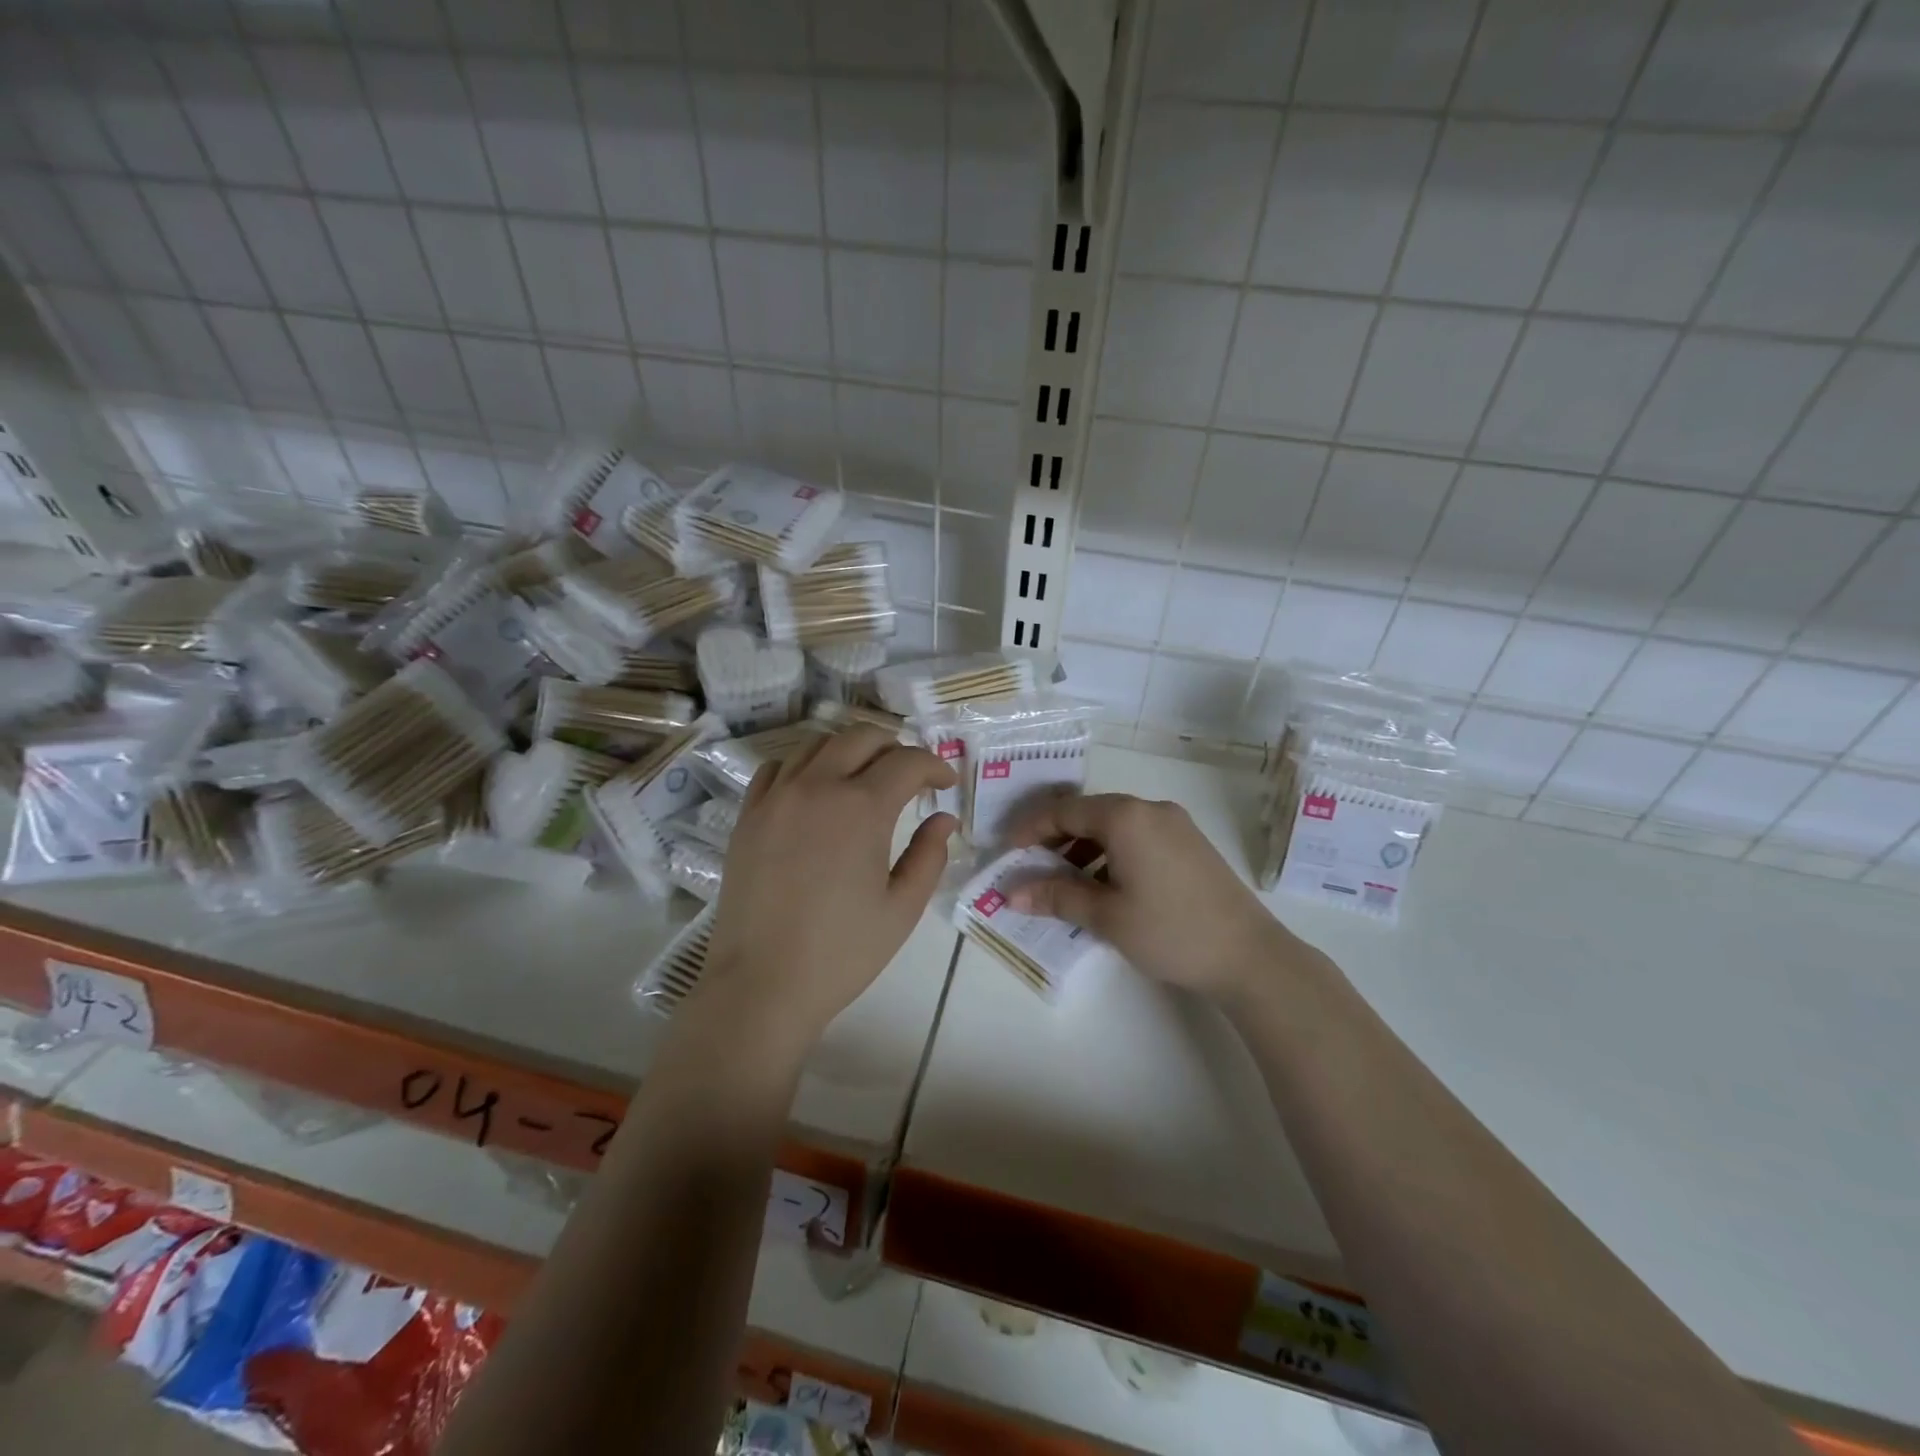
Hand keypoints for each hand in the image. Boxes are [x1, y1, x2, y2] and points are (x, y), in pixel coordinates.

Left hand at [700, 724, 957, 1049]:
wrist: (761, 985)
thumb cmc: (842, 952)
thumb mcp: (902, 909)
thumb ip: (929, 856)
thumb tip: (943, 819)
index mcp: (862, 808)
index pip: (907, 762)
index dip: (934, 766)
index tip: (945, 784)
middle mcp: (817, 787)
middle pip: (861, 737)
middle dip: (894, 747)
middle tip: (909, 776)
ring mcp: (776, 798)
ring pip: (818, 744)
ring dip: (850, 751)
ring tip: (864, 778)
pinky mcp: (749, 816)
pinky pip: (778, 768)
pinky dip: (804, 767)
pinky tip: (815, 792)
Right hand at [1005, 793, 1297, 1002]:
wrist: (1249, 955)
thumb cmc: (1170, 931)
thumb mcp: (1106, 916)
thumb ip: (1057, 896)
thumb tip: (1012, 894)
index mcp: (1126, 817)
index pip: (1064, 811)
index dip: (1031, 829)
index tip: (1008, 853)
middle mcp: (1150, 809)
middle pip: (1089, 813)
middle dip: (1056, 838)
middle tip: (1032, 867)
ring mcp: (1175, 824)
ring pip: (1114, 825)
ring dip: (1084, 848)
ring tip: (1065, 882)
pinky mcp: (1190, 842)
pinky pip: (1138, 836)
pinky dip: (1112, 853)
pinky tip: (1105, 885)